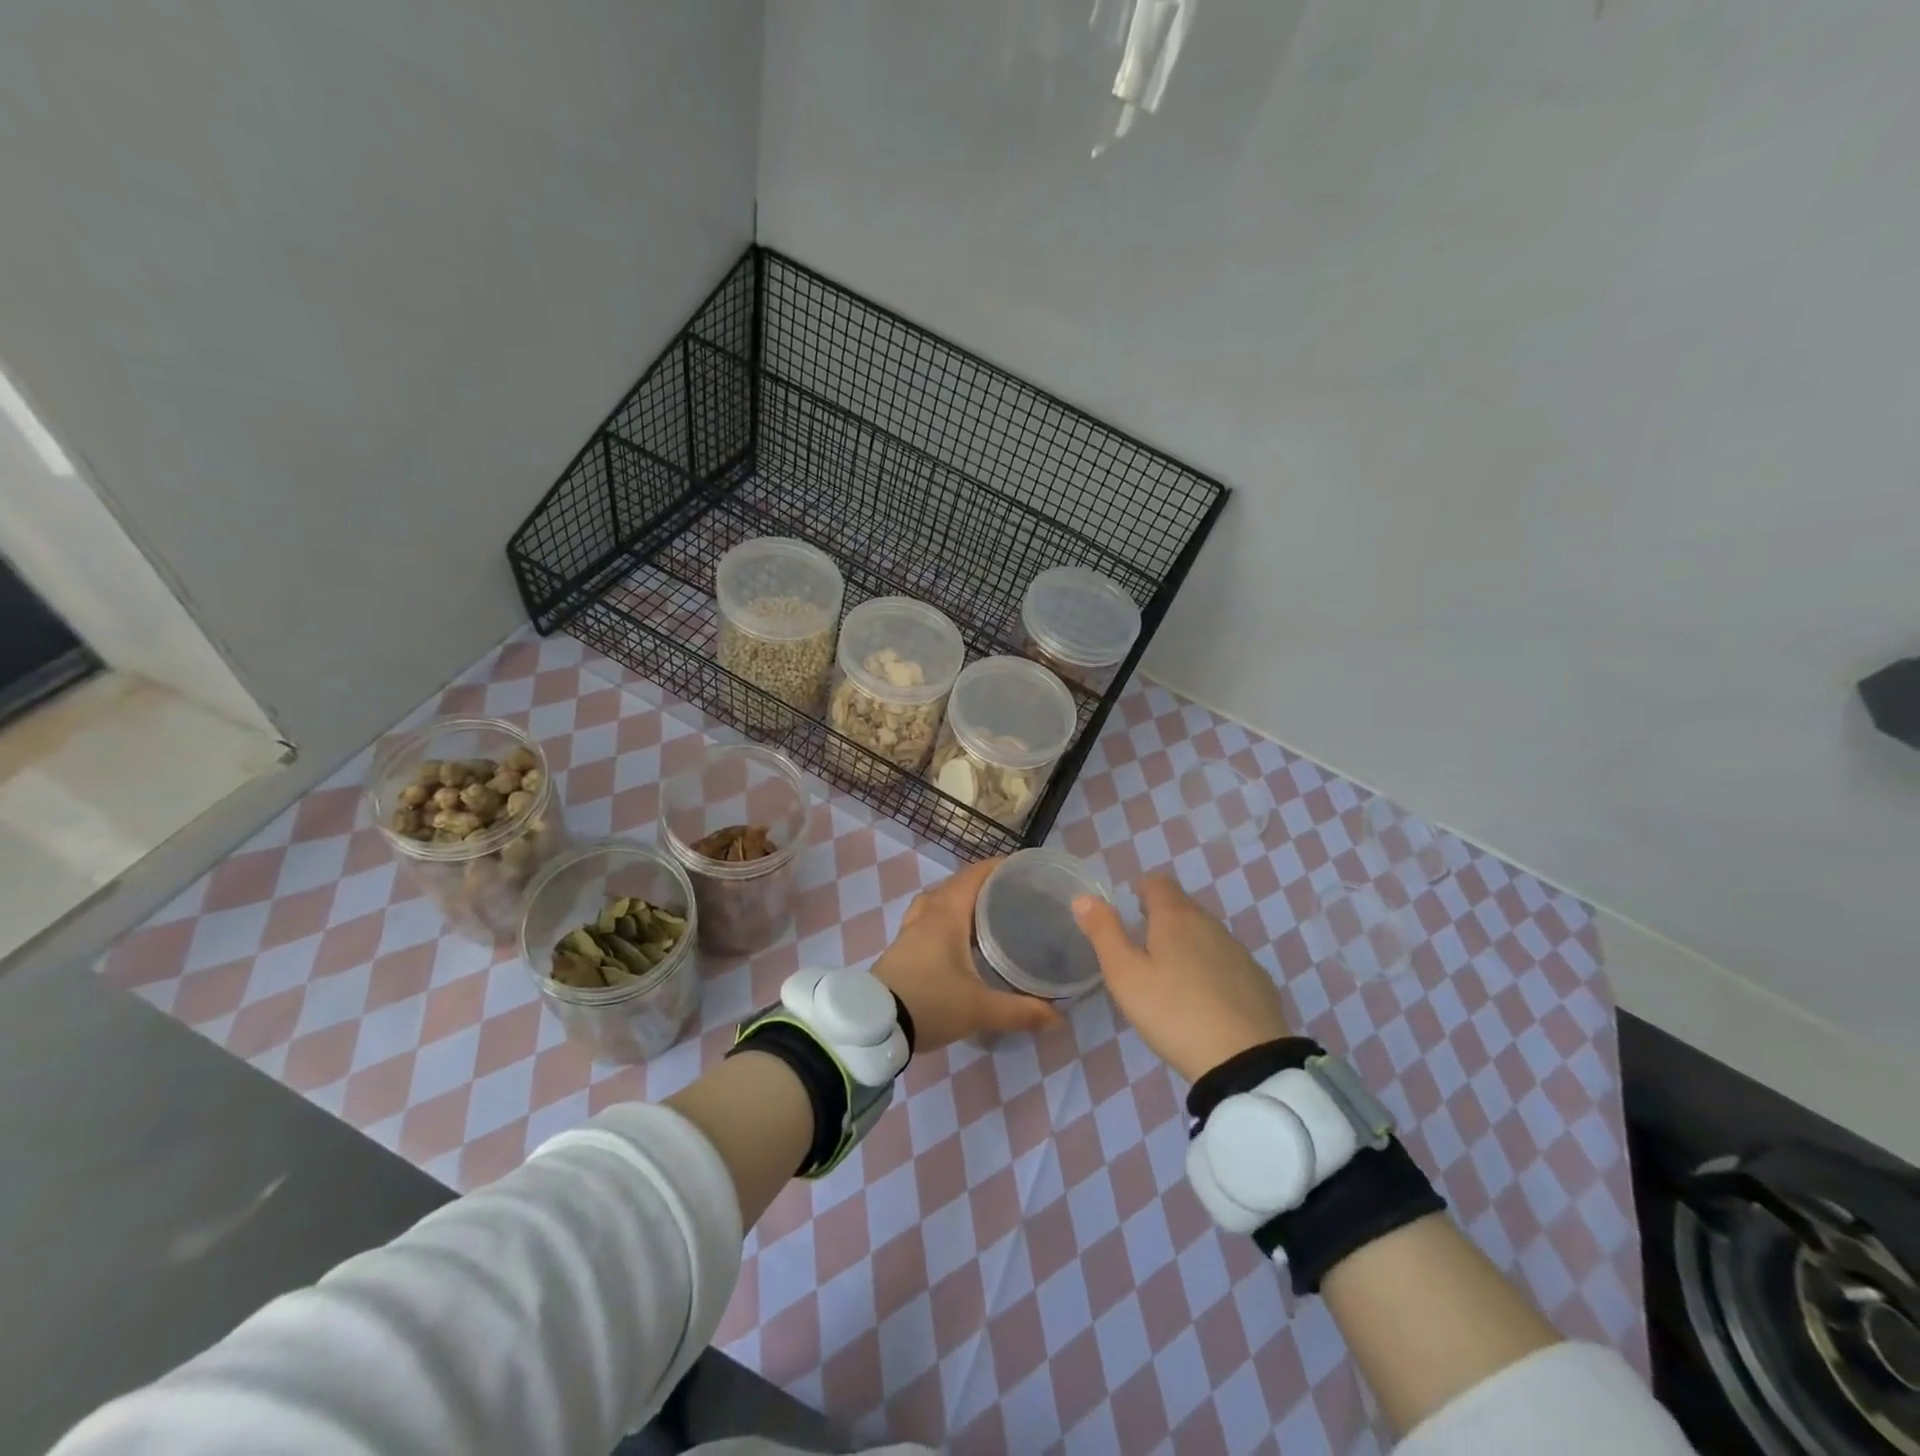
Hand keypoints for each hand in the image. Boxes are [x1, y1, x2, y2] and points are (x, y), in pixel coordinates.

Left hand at [872, 858, 1061, 1051]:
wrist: (874, 1025)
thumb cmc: (930, 1003)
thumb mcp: (980, 1009)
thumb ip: (1020, 1011)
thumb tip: (1058, 1017)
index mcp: (946, 915)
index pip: (973, 876)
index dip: (997, 866)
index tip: (1021, 867)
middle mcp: (927, 914)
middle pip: (955, 885)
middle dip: (982, 883)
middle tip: (1011, 893)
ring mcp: (910, 930)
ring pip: (937, 901)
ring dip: (959, 899)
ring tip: (984, 913)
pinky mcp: (902, 948)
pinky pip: (927, 918)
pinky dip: (945, 918)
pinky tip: (957, 940)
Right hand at [1073, 875, 1291, 1082]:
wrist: (1245, 1061)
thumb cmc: (1173, 1011)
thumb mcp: (1125, 974)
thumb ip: (1103, 932)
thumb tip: (1084, 897)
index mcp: (1176, 917)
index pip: (1158, 883)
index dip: (1141, 890)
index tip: (1130, 912)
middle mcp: (1211, 925)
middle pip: (1183, 908)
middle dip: (1162, 919)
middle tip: (1143, 950)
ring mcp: (1239, 953)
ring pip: (1206, 935)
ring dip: (1187, 946)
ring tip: (1171, 979)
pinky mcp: (1259, 982)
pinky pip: (1227, 963)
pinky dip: (1212, 971)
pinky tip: (1204, 1002)